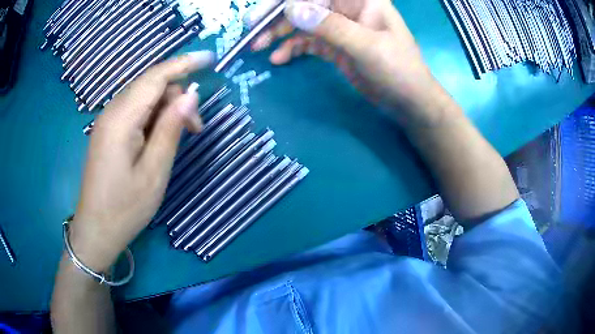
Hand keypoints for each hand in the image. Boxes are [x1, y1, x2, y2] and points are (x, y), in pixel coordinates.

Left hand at [69, 51, 213, 271]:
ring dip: (166, 109)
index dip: (184, 63)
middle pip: (150, 85)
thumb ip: (171, 128)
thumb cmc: (125, 208)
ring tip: (180, 137)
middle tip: (195, 129)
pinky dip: (153, 117)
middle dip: (177, 97)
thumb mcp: (154, 172)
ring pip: (143, 98)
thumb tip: (190, 95)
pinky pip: (135, 112)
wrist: (96, 231)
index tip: (210, 58)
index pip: (155, 77)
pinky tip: (159, 138)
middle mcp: (112, 113)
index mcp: (121, 120)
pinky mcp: (108, 132)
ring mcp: (107, 122)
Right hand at [249, 0, 455, 125]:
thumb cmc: (399, 71)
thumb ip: (331, 27)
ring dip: (279, 34)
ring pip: (303, 23)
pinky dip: (292, 48)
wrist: (409, 102)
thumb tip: (292, 9)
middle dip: (277, 17)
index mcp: (361, 0)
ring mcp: (340, 27)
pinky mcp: (335, 45)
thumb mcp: (367, 47)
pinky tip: (279, 59)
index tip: (262, 14)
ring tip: (259, 48)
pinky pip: (308, 41)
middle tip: (251, 30)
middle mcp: (348, 9)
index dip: (288, 0)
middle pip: (305, 6)